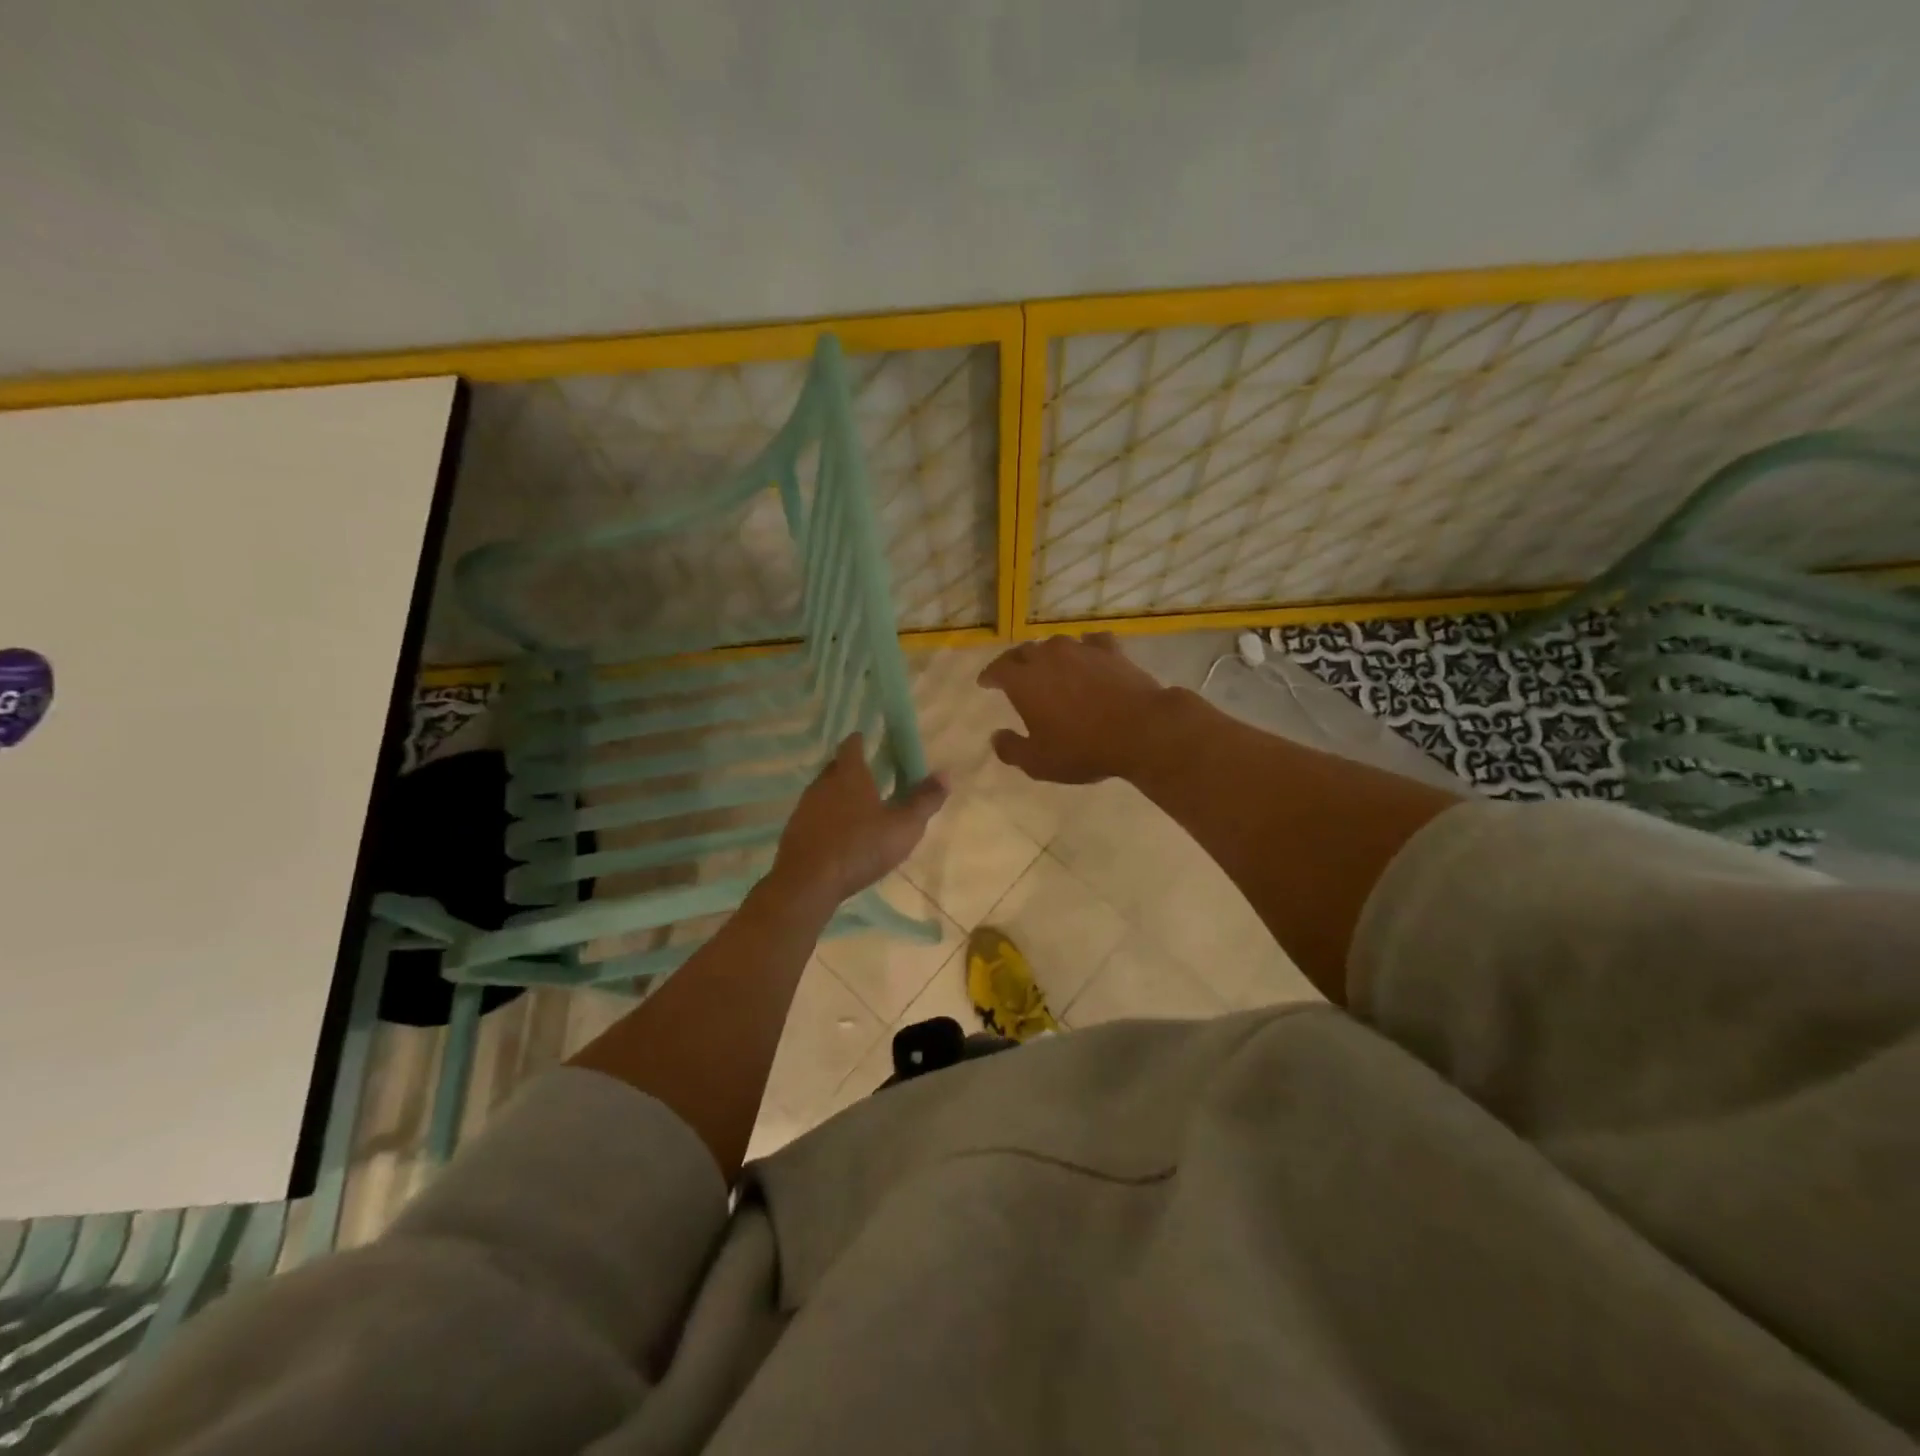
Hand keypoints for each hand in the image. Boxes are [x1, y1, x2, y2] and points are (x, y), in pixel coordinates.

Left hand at [766, 736, 947, 916]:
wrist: (807, 883)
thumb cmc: (860, 847)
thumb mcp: (903, 827)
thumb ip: (924, 800)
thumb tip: (946, 774)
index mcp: (849, 774)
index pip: (851, 745)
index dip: (860, 741)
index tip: (869, 740)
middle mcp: (823, 784)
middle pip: (835, 767)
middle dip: (851, 768)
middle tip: (870, 776)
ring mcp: (804, 808)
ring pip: (823, 792)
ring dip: (838, 795)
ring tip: (857, 808)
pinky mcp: (794, 832)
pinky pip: (813, 816)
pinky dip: (826, 819)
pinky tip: (839, 836)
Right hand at [978, 632, 1170, 783]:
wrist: (1140, 730)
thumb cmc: (1082, 749)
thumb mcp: (1038, 762)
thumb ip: (1011, 749)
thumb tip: (995, 737)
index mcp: (1024, 681)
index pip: (998, 669)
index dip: (989, 676)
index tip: (985, 683)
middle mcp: (1048, 657)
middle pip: (1024, 652)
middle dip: (1015, 662)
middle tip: (1014, 675)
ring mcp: (1081, 650)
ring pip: (1056, 644)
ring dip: (1049, 654)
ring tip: (1050, 666)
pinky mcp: (1111, 651)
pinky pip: (1091, 642)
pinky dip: (1085, 648)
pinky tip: (1088, 654)